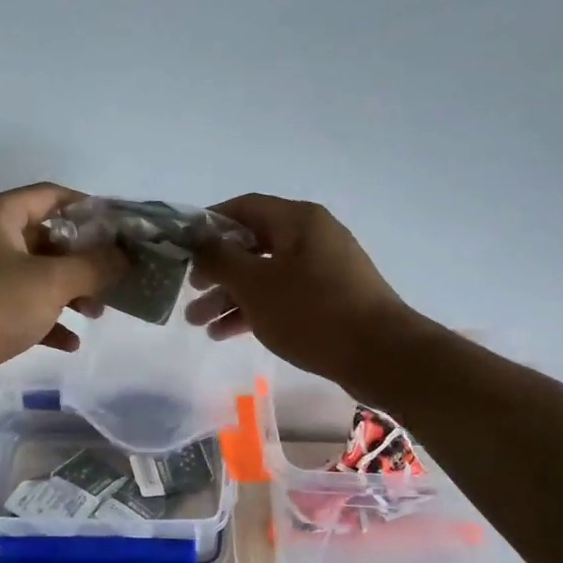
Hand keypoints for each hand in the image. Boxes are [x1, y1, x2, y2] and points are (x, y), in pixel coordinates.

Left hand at [0, 184, 126, 391]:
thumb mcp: (52, 281)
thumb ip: (95, 266)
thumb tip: (125, 257)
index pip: (53, 196)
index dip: (90, 210)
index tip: (122, 231)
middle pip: (48, 238)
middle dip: (84, 260)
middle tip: (115, 277)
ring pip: (38, 275)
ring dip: (71, 292)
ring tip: (98, 313)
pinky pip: (24, 307)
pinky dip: (48, 320)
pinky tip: (71, 342)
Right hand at [186, 194, 423, 394]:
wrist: (381, 355)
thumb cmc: (312, 312)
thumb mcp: (256, 284)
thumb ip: (220, 258)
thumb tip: (198, 240)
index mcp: (297, 220)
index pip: (243, 207)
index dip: (208, 224)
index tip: (181, 248)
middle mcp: (311, 237)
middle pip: (252, 244)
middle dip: (216, 270)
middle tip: (189, 292)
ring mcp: (322, 269)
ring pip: (265, 275)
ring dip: (230, 296)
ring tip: (198, 323)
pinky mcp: (329, 299)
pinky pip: (282, 296)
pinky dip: (255, 310)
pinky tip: (226, 334)